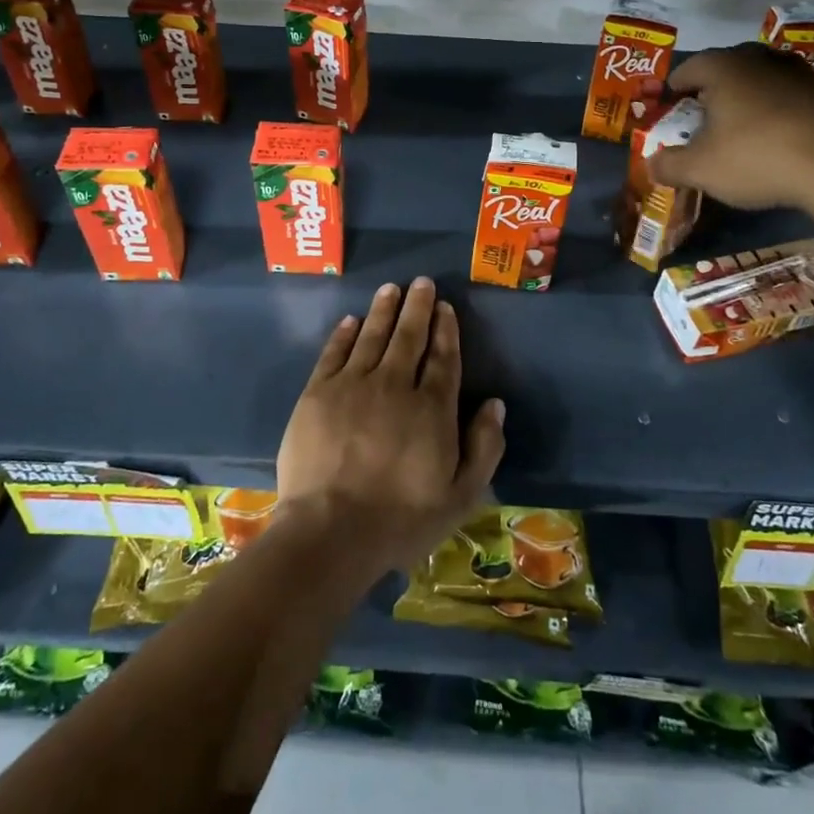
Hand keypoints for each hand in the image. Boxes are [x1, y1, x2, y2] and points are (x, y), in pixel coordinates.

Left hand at [275, 278, 505, 584]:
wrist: (330, 531)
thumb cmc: (400, 520)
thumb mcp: (460, 496)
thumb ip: (484, 447)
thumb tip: (495, 404)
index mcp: (432, 408)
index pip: (443, 358)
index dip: (445, 329)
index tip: (445, 307)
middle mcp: (394, 385)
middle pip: (408, 337)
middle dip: (417, 307)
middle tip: (421, 282)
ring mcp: (352, 385)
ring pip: (372, 336)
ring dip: (383, 310)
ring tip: (391, 288)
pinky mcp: (317, 393)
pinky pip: (334, 353)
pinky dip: (344, 334)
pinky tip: (351, 321)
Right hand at [648, 44, 813, 211]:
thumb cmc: (754, 158)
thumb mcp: (699, 169)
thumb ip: (668, 165)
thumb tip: (651, 164)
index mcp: (722, 68)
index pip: (689, 68)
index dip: (674, 89)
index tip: (669, 107)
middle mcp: (759, 60)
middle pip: (726, 69)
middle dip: (711, 91)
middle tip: (702, 117)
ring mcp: (798, 74)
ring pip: (761, 80)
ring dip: (747, 99)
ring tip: (739, 126)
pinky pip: (790, 98)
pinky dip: (778, 112)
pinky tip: (776, 138)